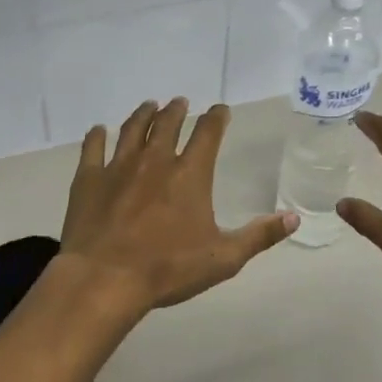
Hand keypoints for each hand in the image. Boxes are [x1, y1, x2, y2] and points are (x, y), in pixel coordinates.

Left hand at [59, 99, 296, 316]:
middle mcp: (155, 161)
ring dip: (143, 114)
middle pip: (167, 124)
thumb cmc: (167, 269)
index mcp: (190, 174)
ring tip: (149, 105)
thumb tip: (293, 218)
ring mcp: (118, 167)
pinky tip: (98, 130)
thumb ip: (259, 236)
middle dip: (176, 110)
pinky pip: (92, 148)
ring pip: (132, 129)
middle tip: (180, 102)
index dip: (216, 118)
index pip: (208, 134)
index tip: (220, 110)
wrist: (104, 279)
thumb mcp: (223, 258)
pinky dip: (96, 136)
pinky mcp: (88, 179)